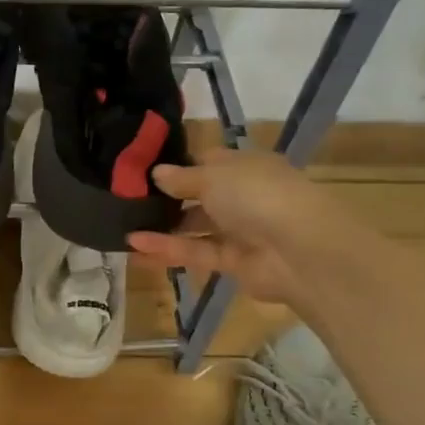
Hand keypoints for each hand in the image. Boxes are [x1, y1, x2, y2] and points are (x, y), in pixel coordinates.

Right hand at [127, 147, 365, 306]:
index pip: (208, 162)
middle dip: (167, 197)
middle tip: (126, 198)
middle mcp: (244, 196)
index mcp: (246, 166)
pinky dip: (167, 248)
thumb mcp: (213, 176)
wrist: (301, 249)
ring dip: (163, 226)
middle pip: (200, 195)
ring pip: (195, 226)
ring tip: (124, 223)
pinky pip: (195, 251)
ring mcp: (240, 230)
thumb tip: (156, 173)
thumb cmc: (257, 195)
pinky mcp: (233, 262)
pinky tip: (135, 245)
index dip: (178, 165)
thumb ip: (181, 178)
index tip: (142, 169)